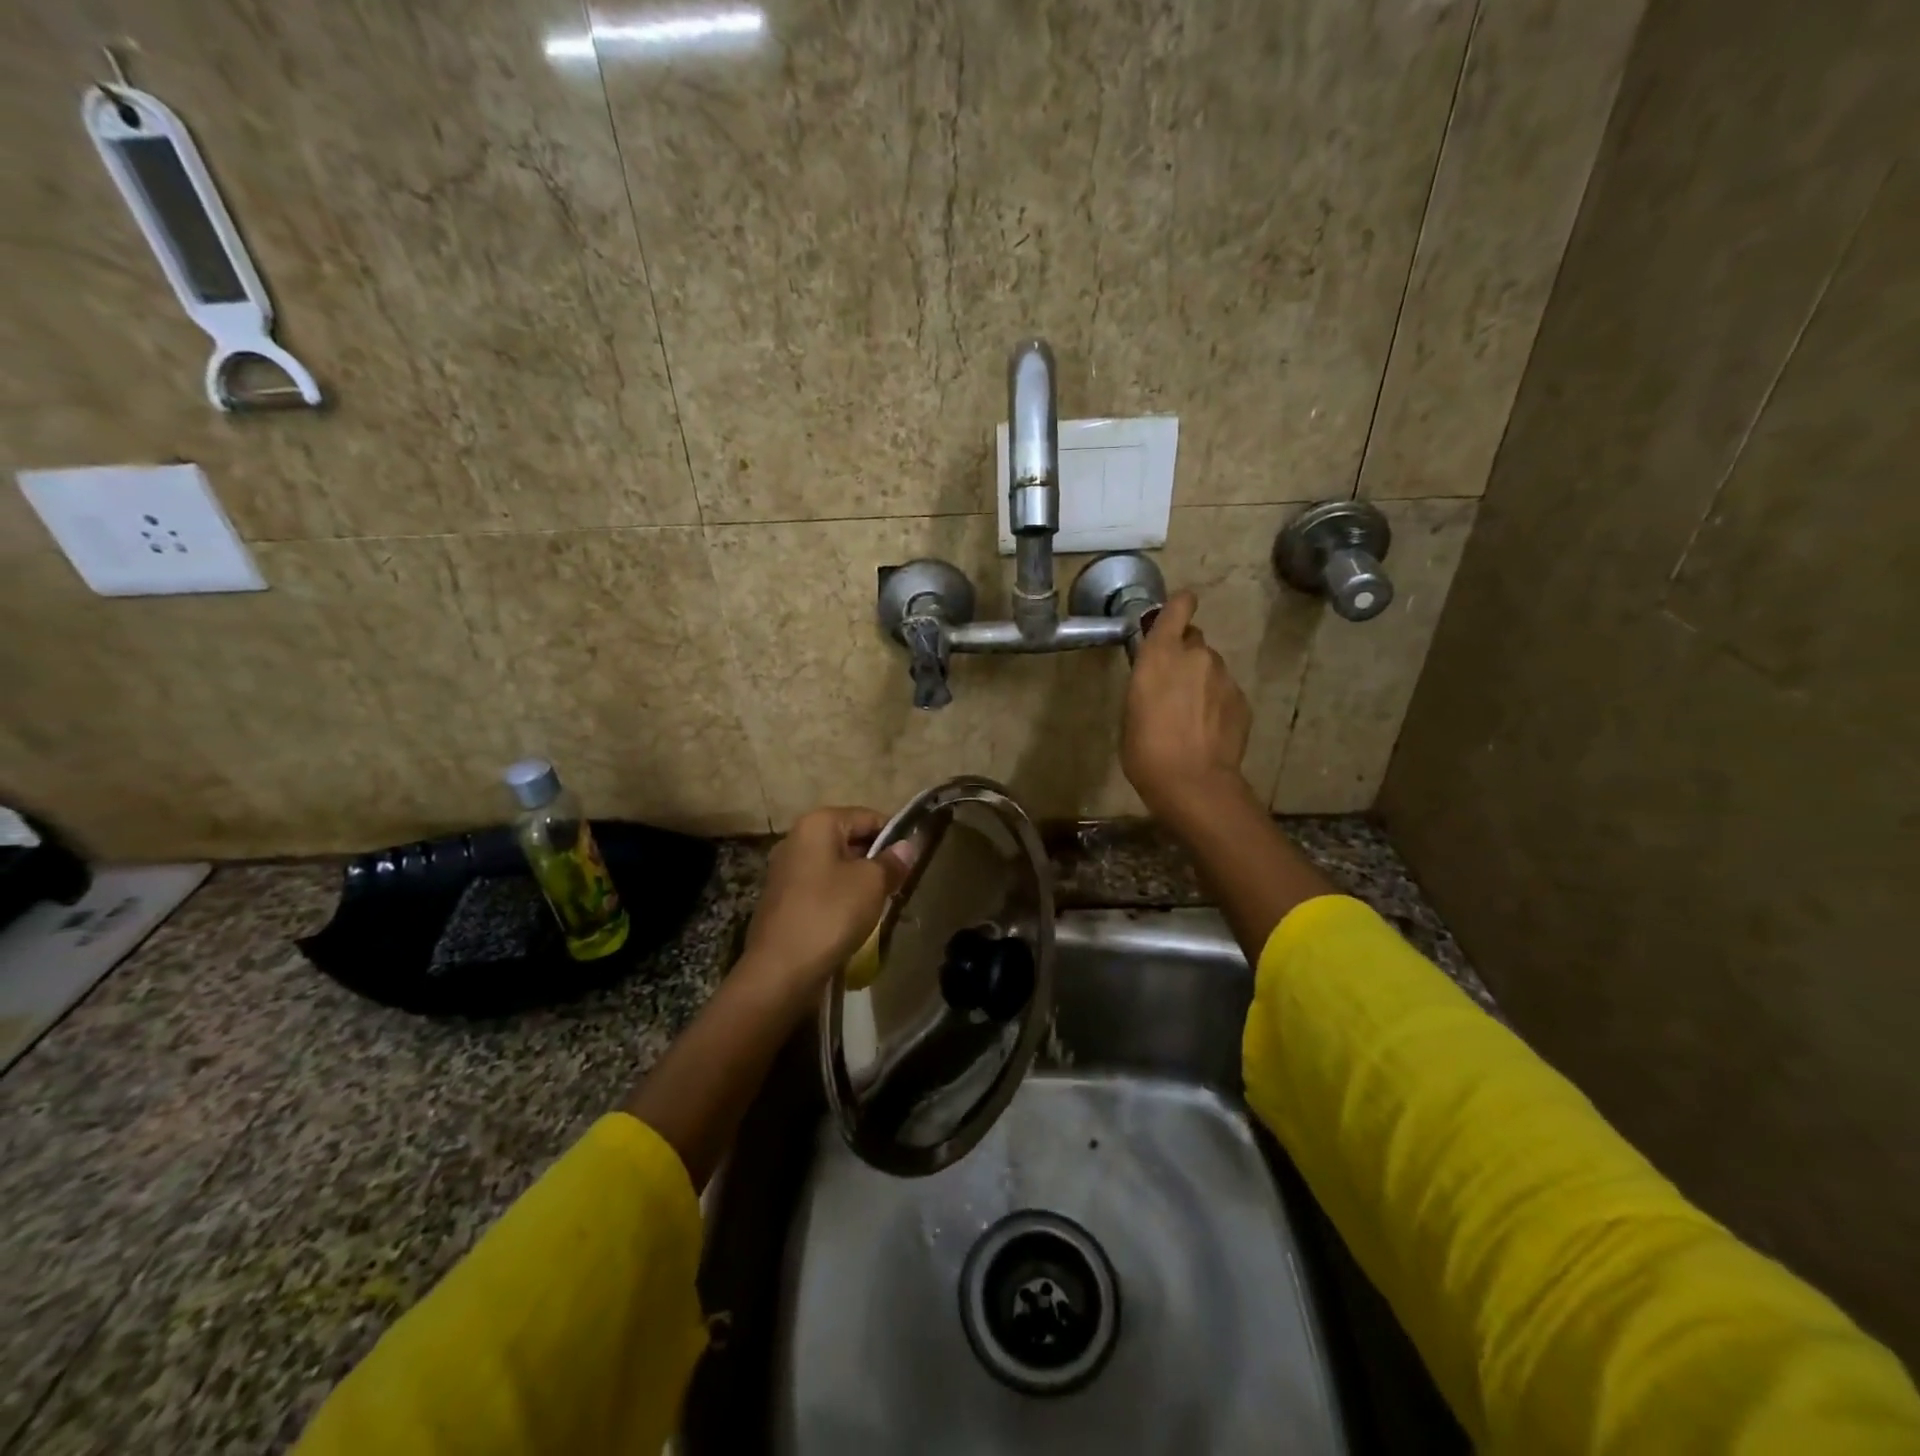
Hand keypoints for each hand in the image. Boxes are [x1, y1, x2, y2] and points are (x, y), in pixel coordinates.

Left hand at [739, 806, 913, 1004]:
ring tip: (882, 903)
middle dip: (877, 859)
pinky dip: (840, 898)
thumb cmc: (830, 914)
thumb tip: (908, 846)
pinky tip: (855, 919)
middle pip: (849, 840)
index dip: (895, 834)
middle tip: (901, 883)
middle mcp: (796, 839)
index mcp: (817, 824)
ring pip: (836, 866)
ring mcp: (786, 870)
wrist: (780, 971)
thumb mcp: (872, 884)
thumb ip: (892, 861)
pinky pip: (821, 888)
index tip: (914, 858)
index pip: (867, 816)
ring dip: (860, 881)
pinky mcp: (782, 899)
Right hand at [1122, 590, 1254, 824]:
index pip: (1178, 608)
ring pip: (1211, 668)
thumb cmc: (1146, 750)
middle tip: (1174, 686)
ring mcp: (1224, 677)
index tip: (1175, 614)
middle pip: (1193, 640)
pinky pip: (1225, 691)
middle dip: (1184, 655)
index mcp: (1160, 654)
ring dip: (1201, 681)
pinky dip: (1216, 703)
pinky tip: (1207, 730)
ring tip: (1190, 716)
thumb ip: (1148, 682)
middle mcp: (1195, 655)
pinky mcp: (1242, 700)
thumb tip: (1160, 679)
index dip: (1179, 606)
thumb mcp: (1131, 710)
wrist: (1193, 783)